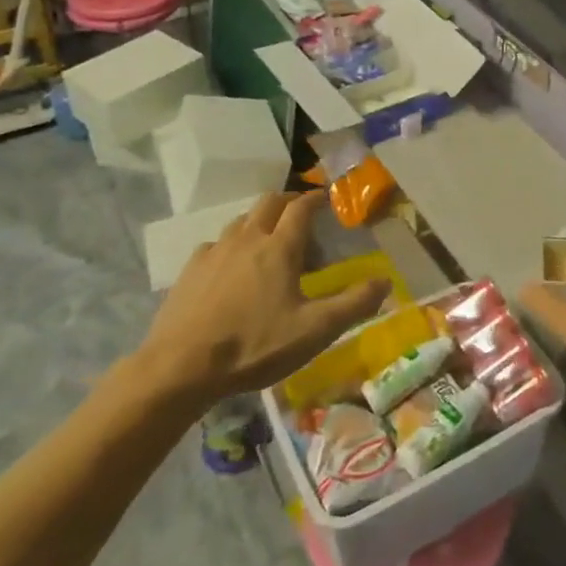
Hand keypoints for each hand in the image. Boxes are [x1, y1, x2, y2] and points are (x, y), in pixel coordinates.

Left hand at [136, 191, 390, 403]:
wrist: (180, 368)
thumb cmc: (254, 346)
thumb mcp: (314, 331)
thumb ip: (354, 304)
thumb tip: (385, 281)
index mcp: (279, 248)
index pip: (301, 207)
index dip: (316, 198)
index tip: (327, 197)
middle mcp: (247, 239)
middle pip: (269, 202)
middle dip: (288, 201)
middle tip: (301, 212)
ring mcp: (214, 252)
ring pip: (240, 221)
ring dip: (259, 221)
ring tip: (268, 240)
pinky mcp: (189, 271)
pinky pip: (215, 244)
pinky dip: (231, 246)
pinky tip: (231, 269)